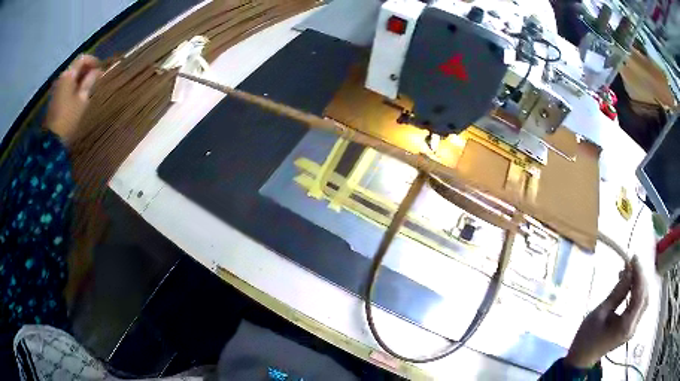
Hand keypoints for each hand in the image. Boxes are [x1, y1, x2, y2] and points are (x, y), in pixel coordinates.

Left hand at [45, 55, 101, 145]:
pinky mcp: (54, 97)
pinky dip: (74, 86)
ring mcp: (57, 88)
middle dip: (86, 70)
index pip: (82, 59)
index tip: (100, 69)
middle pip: (76, 67)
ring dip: (80, 79)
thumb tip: (97, 71)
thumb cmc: (68, 118)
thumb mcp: (82, 99)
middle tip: (96, 79)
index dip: (93, 61)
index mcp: (68, 75)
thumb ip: (90, 82)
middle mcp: (62, 77)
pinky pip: (66, 85)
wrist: (52, 139)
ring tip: (88, 88)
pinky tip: (79, 95)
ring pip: (71, 76)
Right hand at [565, 256, 648, 368]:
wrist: (581, 359)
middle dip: (641, 277)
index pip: (640, 294)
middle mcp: (634, 326)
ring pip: (645, 300)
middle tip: (632, 264)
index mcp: (626, 325)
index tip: (633, 257)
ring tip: (631, 273)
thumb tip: (628, 270)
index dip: (639, 274)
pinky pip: (640, 305)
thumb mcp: (600, 313)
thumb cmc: (587, 338)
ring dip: (641, 284)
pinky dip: (638, 292)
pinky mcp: (631, 327)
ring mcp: (633, 328)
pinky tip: (630, 286)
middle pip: (645, 296)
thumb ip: (617, 292)